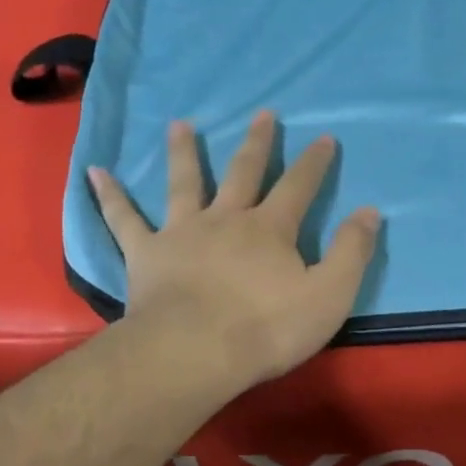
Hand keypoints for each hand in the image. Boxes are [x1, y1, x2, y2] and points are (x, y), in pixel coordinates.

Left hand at [89, 112, 378, 392]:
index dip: (314, 162)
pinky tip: (95, 172)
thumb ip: (352, 251)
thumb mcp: (330, 294)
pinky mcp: (146, 254)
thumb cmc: (267, 328)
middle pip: (243, 173)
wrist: (195, 353)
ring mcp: (182, 233)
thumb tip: (370, 210)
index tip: (324, 137)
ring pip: (184, 183)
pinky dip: (110, 195)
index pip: (299, 187)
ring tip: (180, 124)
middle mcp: (226, 219)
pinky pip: (124, 219)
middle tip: (263, 113)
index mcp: (271, 229)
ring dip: (184, 152)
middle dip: (257, 143)